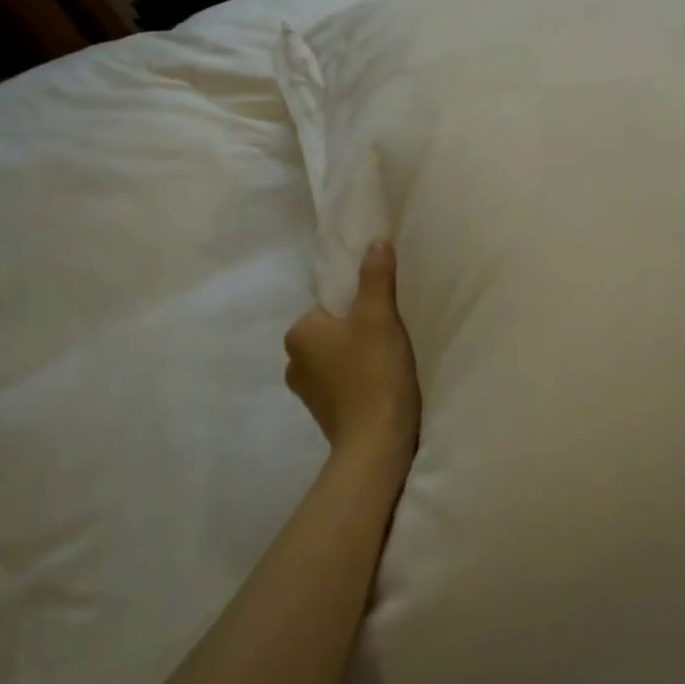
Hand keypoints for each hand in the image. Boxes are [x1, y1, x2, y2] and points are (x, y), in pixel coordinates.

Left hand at [284, 242, 421, 476]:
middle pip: (334, 332)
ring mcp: (306, 392)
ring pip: (338, 359)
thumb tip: (376, 242)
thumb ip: (376, 276)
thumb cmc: (373, 371)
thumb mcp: (379, 315)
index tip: (384, 317)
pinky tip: (382, 385)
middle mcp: (293, 362)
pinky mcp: (323, 415)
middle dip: (358, 332)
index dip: (360, 307)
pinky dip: (359, 381)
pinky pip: (343, 384)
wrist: (376, 441)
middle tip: (391, 338)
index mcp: (298, 333)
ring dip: (359, 358)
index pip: (330, 306)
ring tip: (390, 363)